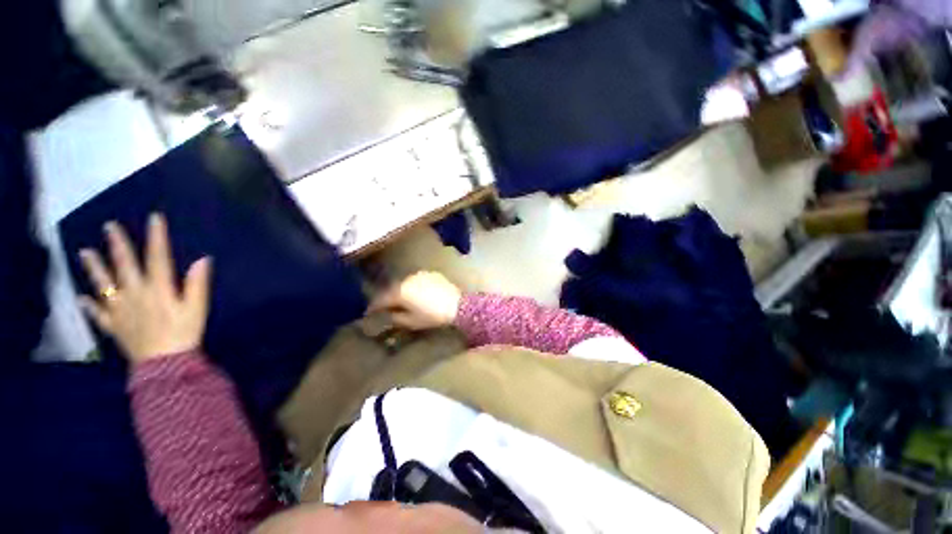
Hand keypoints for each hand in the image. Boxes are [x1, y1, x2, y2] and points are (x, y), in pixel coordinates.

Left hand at [78, 213, 211, 363]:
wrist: (164, 364)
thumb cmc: (184, 334)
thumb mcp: (197, 309)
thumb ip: (197, 284)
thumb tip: (203, 260)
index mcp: (157, 289)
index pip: (157, 257)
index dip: (156, 237)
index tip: (154, 218)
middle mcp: (134, 294)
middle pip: (124, 265)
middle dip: (117, 245)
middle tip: (109, 227)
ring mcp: (120, 310)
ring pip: (104, 284)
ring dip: (94, 268)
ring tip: (84, 253)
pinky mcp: (114, 326)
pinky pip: (98, 313)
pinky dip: (90, 305)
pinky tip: (83, 298)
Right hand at [368, 271, 461, 330]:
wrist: (457, 305)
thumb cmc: (432, 316)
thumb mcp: (411, 321)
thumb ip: (395, 317)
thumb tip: (387, 314)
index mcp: (400, 291)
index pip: (381, 299)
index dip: (373, 307)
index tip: (369, 313)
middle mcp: (407, 279)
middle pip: (392, 289)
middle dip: (388, 298)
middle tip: (385, 307)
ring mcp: (420, 274)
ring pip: (404, 283)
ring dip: (401, 291)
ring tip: (402, 300)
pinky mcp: (430, 273)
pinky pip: (417, 280)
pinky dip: (414, 286)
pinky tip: (417, 293)